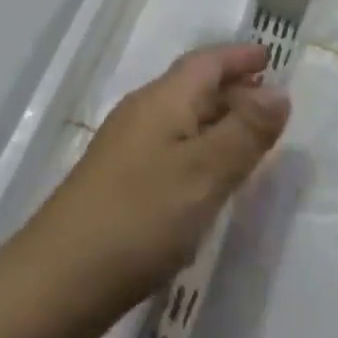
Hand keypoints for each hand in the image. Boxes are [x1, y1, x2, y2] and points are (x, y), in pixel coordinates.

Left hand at [18, 44, 289, 325]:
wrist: (59, 280)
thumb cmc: (140, 217)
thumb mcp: (204, 173)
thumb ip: (245, 132)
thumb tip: (278, 92)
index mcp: (163, 99)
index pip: (206, 62)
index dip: (238, 57)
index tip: (270, 58)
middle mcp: (142, 112)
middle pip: (192, 85)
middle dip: (232, 86)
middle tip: (270, 100)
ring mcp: (125, 147)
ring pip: (181, 117)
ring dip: (216, 118)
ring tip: (248, 137)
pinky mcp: (118, 181)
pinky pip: (170, 145)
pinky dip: (198, 148)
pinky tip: (207, 177)